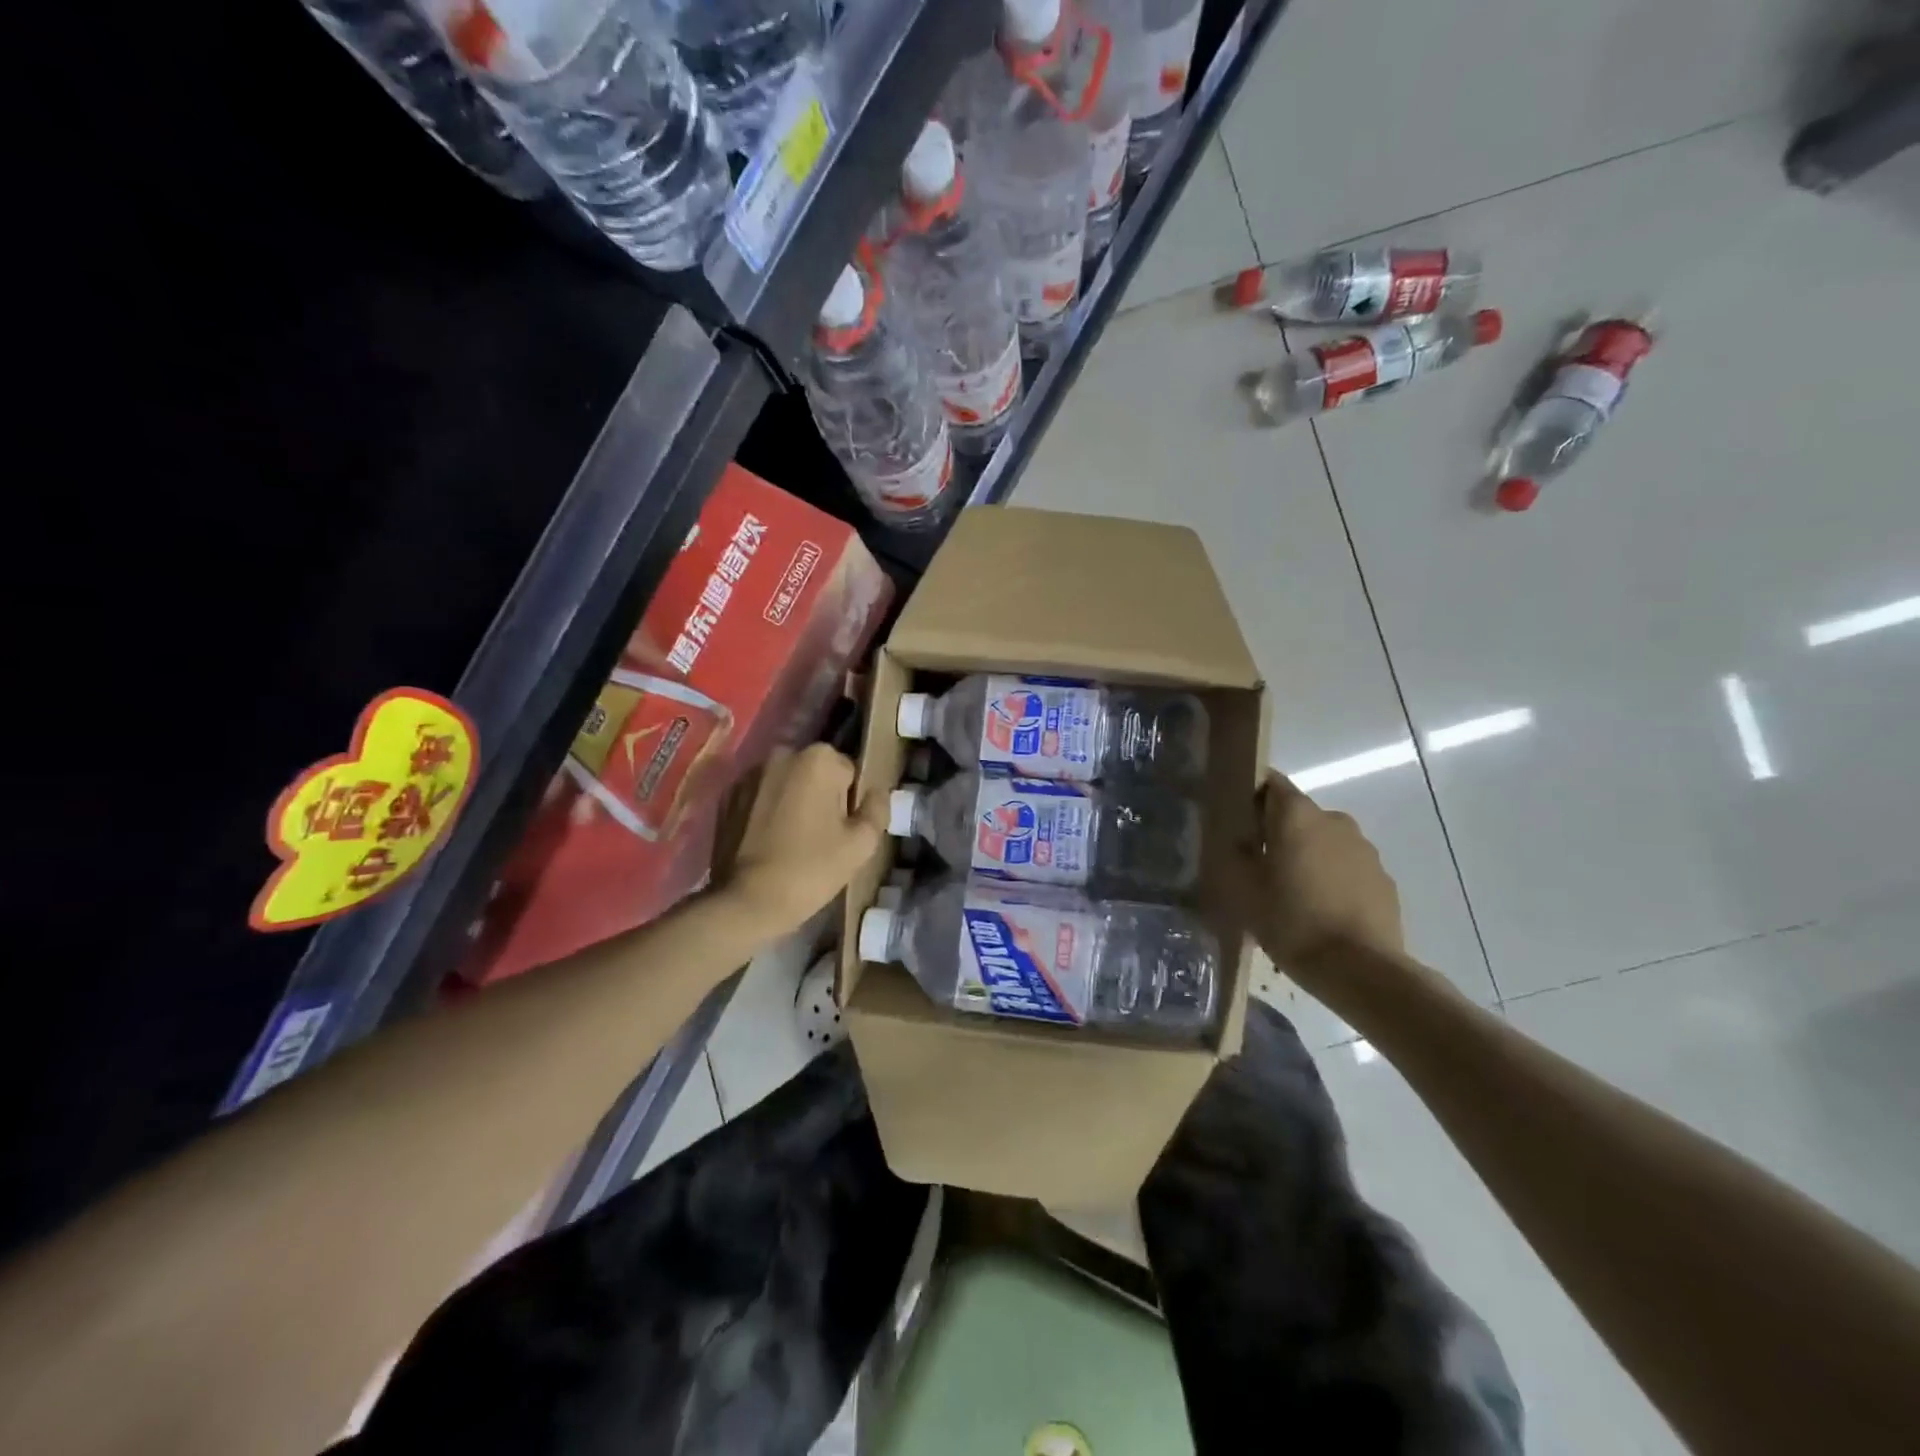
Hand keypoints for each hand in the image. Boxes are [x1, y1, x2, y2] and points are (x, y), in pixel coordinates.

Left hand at [723, 744, 885, 931]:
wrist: (747, 901)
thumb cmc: (811, 869)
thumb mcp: (861, 844)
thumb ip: (877, 809)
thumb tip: (877, 792)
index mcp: (819, 758)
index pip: (849, 774)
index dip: (849, 805)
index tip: (840, 833)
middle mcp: (782, 754)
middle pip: (817, 775)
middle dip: (821, 799)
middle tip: (819, 840)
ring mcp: (749, 773)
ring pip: (788, 786)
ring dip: (794, 804)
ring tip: (792, 843)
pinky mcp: (727, 796)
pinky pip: (762, 799)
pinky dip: (768, 813)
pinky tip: (768, 844)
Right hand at [1235, 770, 1403, 965]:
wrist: (1361, 970)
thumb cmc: (1291, 921)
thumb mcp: (1243, 890)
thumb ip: (1236, 856)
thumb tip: (1238, 841)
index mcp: (1297, 815)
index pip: (1271, 783)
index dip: (1251, 795)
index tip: (1236, 817)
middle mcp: (1334, 820)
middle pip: (1298, 814)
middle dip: (1278, 832)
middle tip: (1258, 863)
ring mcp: (1364, 849)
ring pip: (1324, 841)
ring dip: (1307, 856)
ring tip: (1290, 892)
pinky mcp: (1383, 879)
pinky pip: (1347, 868)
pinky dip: (1331, 879)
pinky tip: (1320, 911)